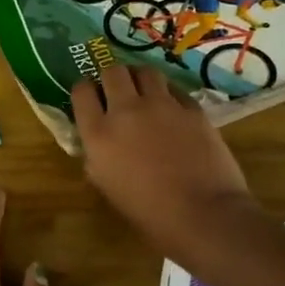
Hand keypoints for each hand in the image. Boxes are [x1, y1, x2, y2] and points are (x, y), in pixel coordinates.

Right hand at [71, 65, 254, 255]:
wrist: (203, 214)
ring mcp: (161, 105)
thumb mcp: (108, 187)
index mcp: (99, 134)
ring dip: (140, 79)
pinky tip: (172, 109)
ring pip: (145, 71)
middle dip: (112, 77)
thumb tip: (98, 143)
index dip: (85, 90)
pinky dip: (168, 94)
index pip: (82, 91)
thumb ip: (97, 157)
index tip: (91, 97)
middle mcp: (126, 110)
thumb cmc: (149, 214)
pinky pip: (174, 89)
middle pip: (112, 71)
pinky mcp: (191, 107)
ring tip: (145, 92)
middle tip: (117, 90)